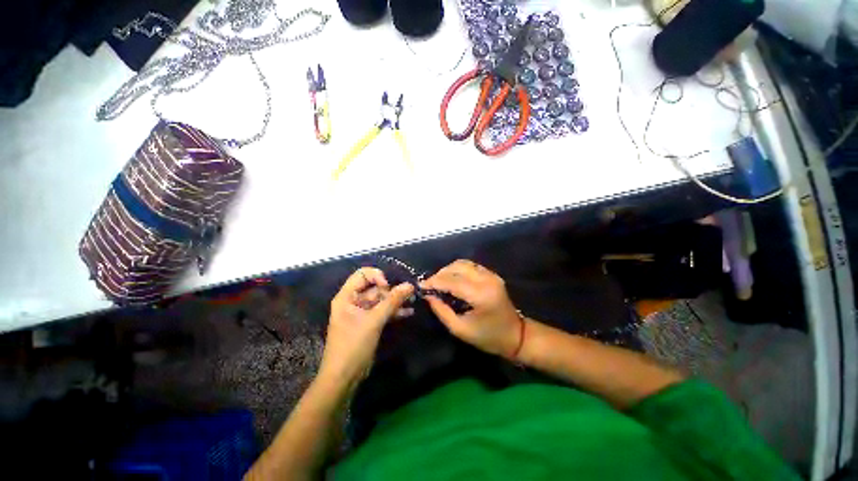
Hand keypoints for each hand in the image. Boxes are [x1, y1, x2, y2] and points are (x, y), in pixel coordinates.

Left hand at [320, 268, 413, 384]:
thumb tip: (410, 285)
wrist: (344, 377)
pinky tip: (408, 312)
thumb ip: (392, 301)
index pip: (362, 275)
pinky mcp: (369, 324)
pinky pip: (383, 312)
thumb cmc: (353, 345)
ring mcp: (362, 313)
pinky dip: (394, 311)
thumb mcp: (374, 321)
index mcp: (347, 296)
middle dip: (391, 290)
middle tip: (409, 294)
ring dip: (395, 301)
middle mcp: (353, 301)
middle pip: (374, 288)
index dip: (377, 277)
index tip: (389, 286)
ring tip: (412, 300)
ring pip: (381, 300)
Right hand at [421, 260, 521, 358]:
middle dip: (440, 274)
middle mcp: (487, 280)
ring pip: (463, 263)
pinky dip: (458, 270)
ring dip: (448, 270)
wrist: (516, 335)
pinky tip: (451, 279)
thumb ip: (442, 311)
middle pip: (457, 267)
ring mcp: (491, 275)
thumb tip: (428, 296)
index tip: (421, 286)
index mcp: (481, 295)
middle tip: (429, 284)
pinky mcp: (492, 275)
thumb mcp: (460, 329)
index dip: (435, 282)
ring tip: (439, 281)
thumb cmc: (488, 337)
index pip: (452, 281)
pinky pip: (471, 266)